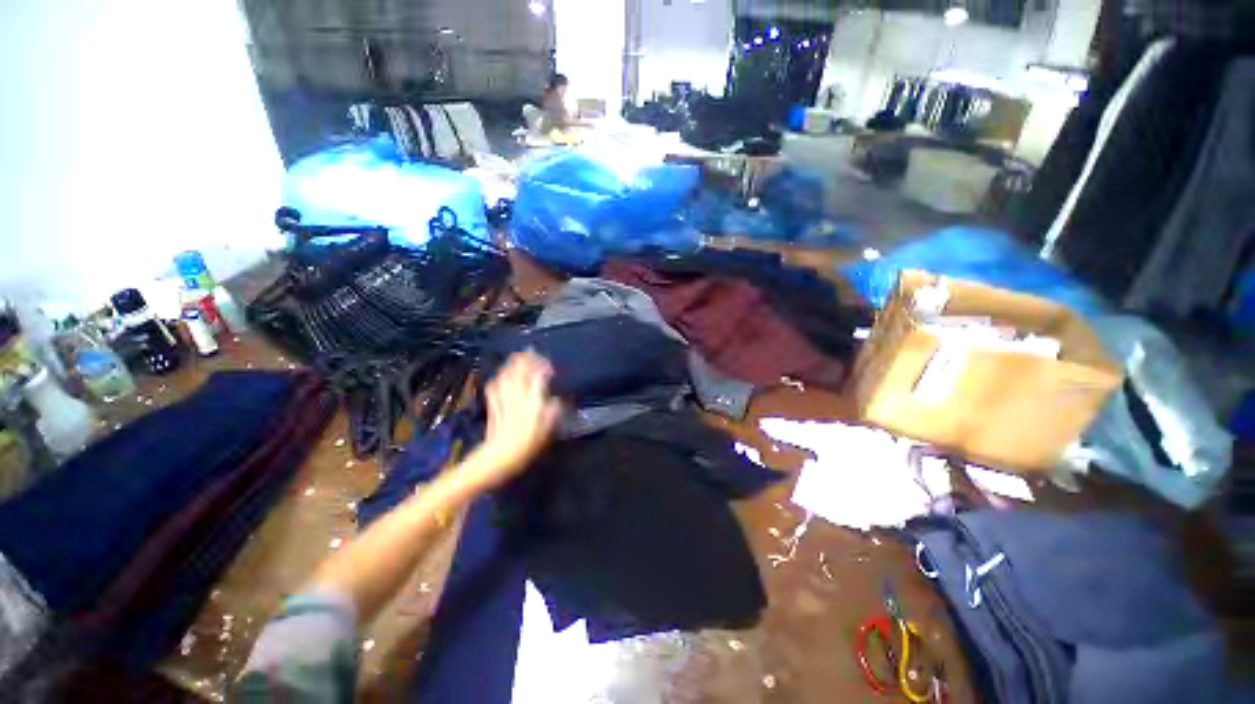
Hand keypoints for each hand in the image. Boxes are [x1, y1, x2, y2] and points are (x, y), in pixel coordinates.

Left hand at [463, 351, 561, 489]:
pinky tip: (501, 377)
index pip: (539, 375)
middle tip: (534, 355)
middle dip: (527, 359)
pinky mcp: (492, 403)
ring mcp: (502, 397)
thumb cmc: (528, 443)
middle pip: (519, 369)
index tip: (551, 367)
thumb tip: (556, 398)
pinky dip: (499, 378)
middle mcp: (517, 394)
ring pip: (506, 373)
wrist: (500, 455)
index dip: (545, 367)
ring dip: (513, 365)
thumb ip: (554, 410)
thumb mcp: (548, 428)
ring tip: (519, 360)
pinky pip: (494, 385)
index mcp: (533, 399)